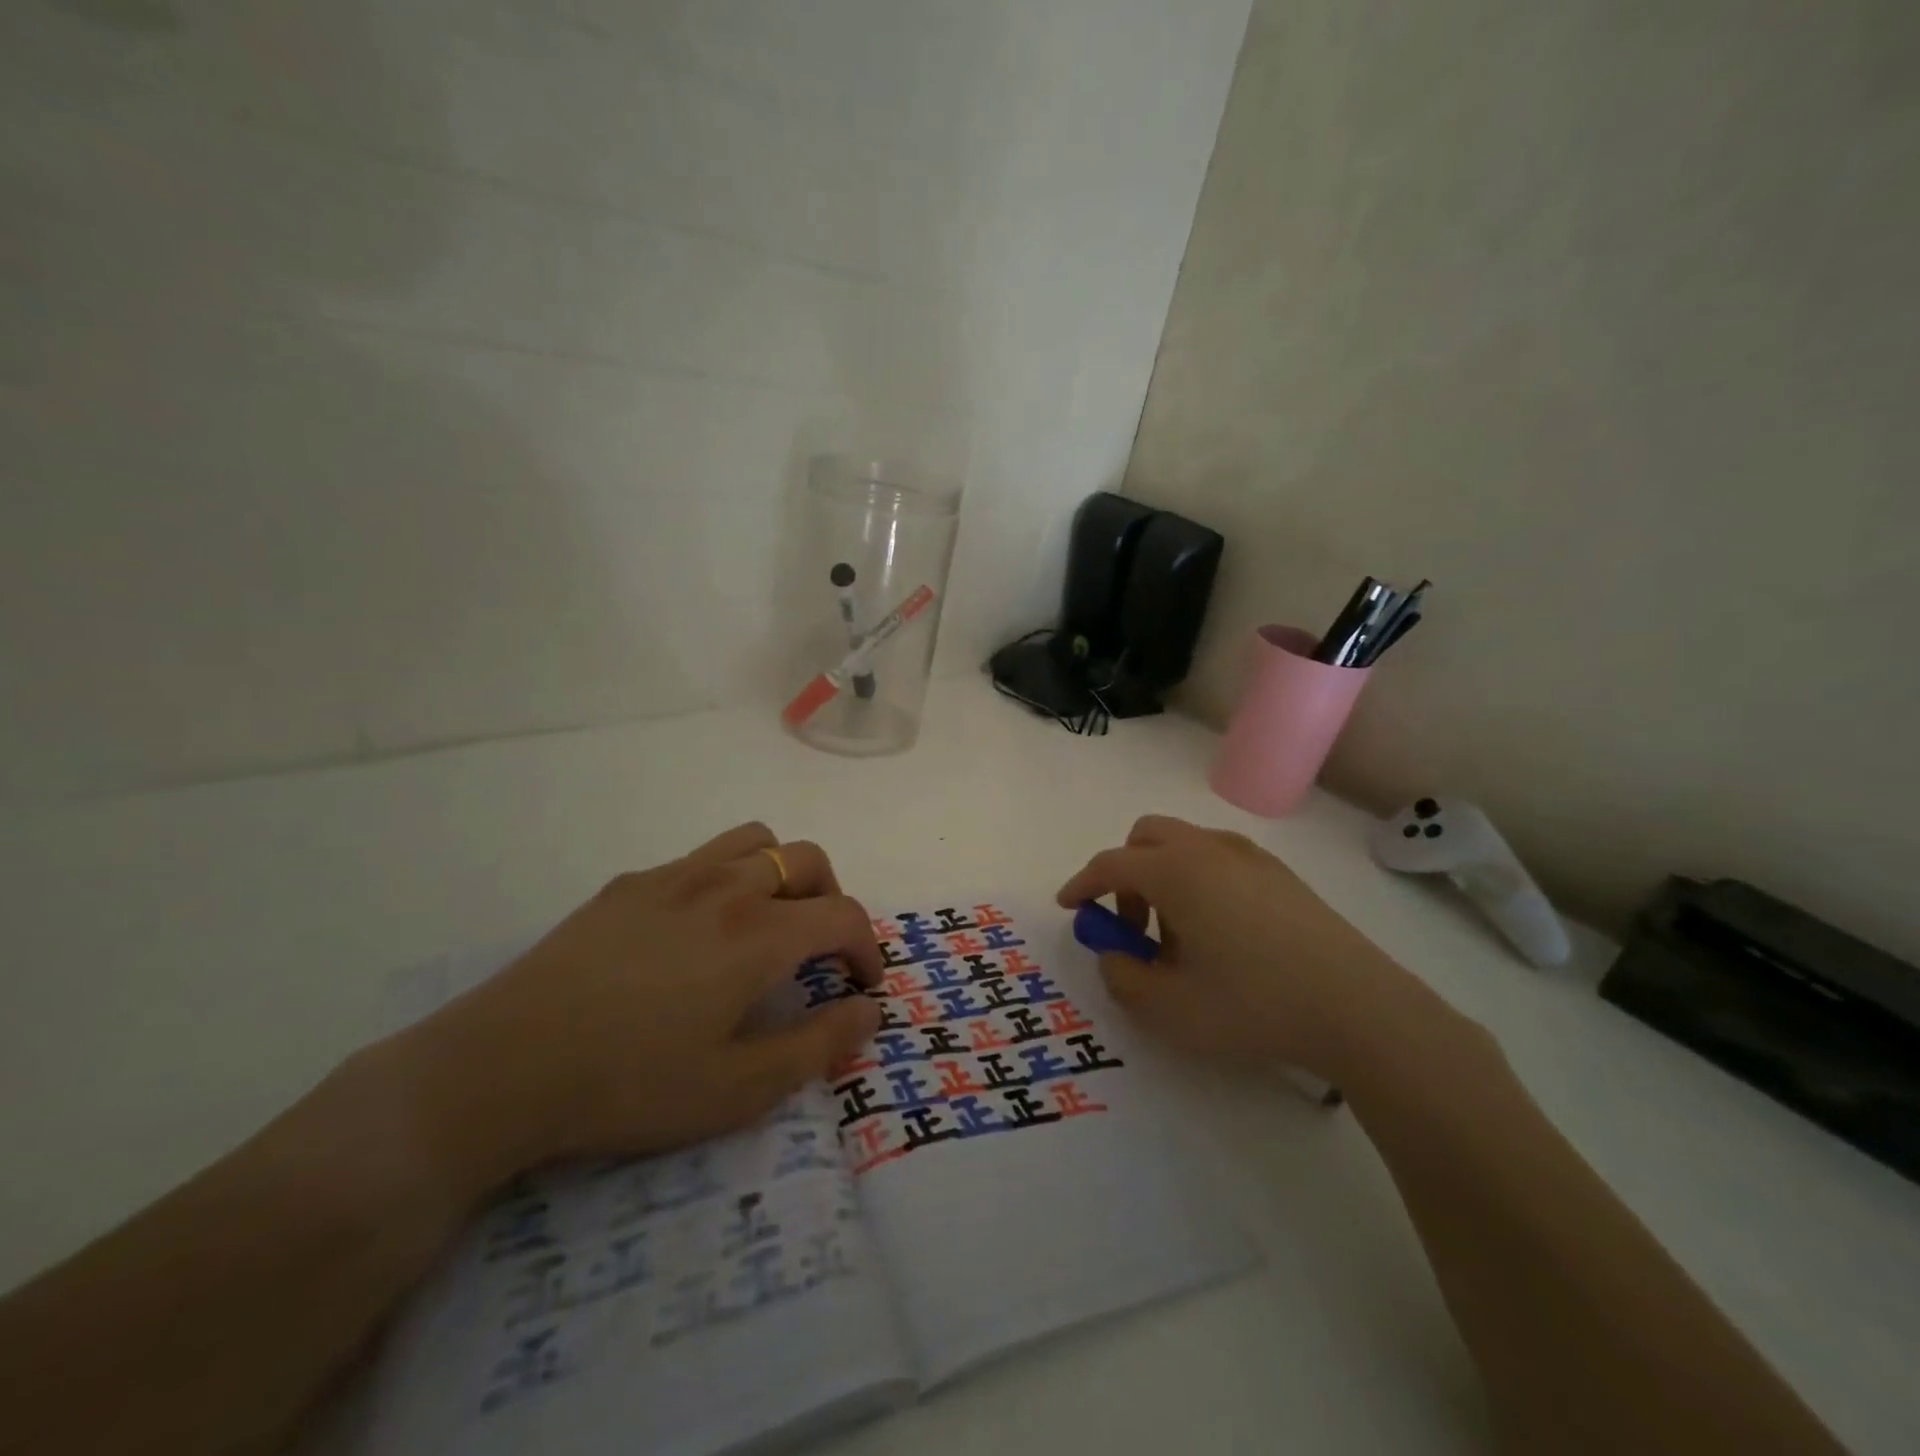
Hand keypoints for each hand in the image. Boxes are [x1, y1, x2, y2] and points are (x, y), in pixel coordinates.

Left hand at [404, 823, 882, 1183]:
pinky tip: (696, 932)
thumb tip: (870, 1011)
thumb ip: (818, 1045)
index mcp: (759, 935)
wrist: (501, 1068)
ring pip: (755, 841)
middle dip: (832, 899)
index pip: (842, 916)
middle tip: (820, 950)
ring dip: (782, 873)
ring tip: (769, 921)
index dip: (866, 949)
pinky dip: (727, 879)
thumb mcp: (739, 1089)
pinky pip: (700, 858)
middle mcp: (725, 888)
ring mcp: (673, 878)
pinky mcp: (629, 885)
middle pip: (807, 860)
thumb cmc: (630, 1085)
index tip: (861, 986)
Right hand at [1056, 815, 1448, 1081]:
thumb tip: (1114, 953)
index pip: (1111, 864)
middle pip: (1146, 837)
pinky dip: (1198, 882)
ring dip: (1163, 878)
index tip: (1069, 905)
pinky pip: (1218, 861)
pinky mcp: (1281, 875)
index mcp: (1175, 870)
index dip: (1082, 884)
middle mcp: (1208, 849)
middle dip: (1125, 873)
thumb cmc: (1252, 1004)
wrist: (1358, 1007)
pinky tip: (1220, 936)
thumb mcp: (1170, 1007)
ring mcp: (1250, 856)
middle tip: (1131, 923)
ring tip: (1179, 939)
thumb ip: (1123, 978)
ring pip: (1184, 846)